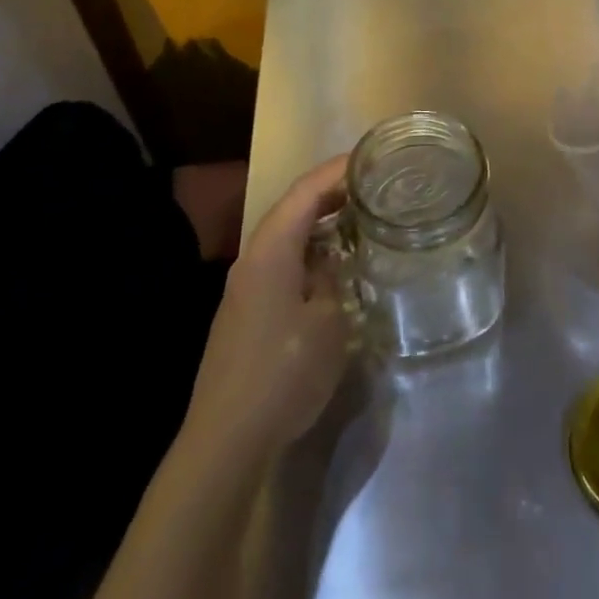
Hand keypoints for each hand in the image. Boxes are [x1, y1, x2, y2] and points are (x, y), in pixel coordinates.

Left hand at [182, 155, 351, 456]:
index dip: (338, 169)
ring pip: (287, 236)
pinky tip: (333, 266)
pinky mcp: (246, 312)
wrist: (225, 440)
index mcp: (271, 249)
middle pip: (293, 208)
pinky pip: (282, 262)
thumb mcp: (327, 322)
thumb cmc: (282, 372)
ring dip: (321, 222)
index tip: (372, 158)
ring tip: (360, 219)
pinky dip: (310, 251)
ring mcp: (245, 286)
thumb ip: (332, 279)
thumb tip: (331, 262)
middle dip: (332, 192)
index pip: (305, 190)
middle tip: (373, 186)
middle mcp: (253, 258)